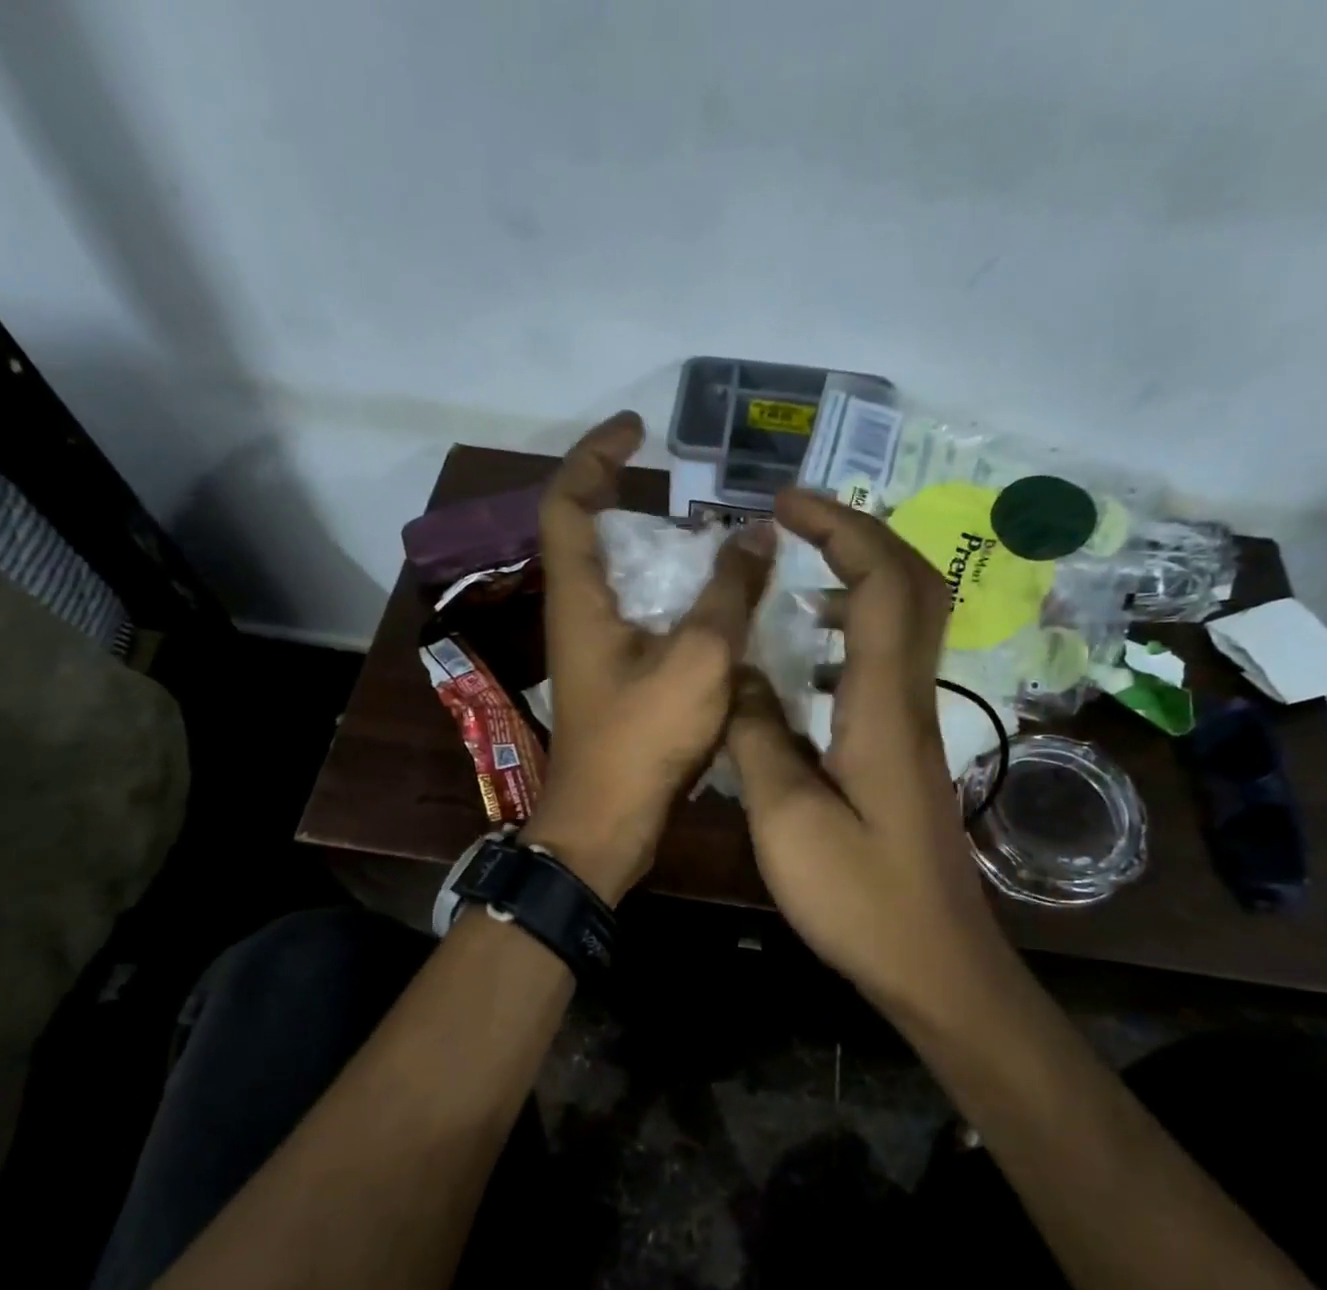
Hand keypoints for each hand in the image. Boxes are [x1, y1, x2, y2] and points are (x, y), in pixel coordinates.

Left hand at [526, 412, 774, 903]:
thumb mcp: (698, 659)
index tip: (638, 430)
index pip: (569, 501)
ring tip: (718, 538)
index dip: (596, 455)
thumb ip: (729, 593)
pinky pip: (641, 614)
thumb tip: (757, 534)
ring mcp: (595, 646)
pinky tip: (720, 601)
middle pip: (592, 532)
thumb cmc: (642, 740)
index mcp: (579, 597)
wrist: (607, 822)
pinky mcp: (615, 674)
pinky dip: (674, 595)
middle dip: (633, 498)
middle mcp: (578, 612)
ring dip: (661, 550)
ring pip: (621, 576)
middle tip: (690, 487)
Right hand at [726, 490, 1000, 1011]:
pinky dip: (850, 631)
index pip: (880, 584)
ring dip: (857, 578)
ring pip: (906, 621)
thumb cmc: (860, 899)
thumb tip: (739, 676)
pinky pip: (885, 663)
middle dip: (857, 534)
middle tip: (795, 521)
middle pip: (912, 585)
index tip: (783, 503)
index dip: (837, 528)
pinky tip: (804, 659)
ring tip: (794, 575)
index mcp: (882, 706)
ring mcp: (914, 725)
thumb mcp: (786, 820)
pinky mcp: (905, 751)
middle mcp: (910, 700)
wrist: (934, 964)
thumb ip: (758, 737)